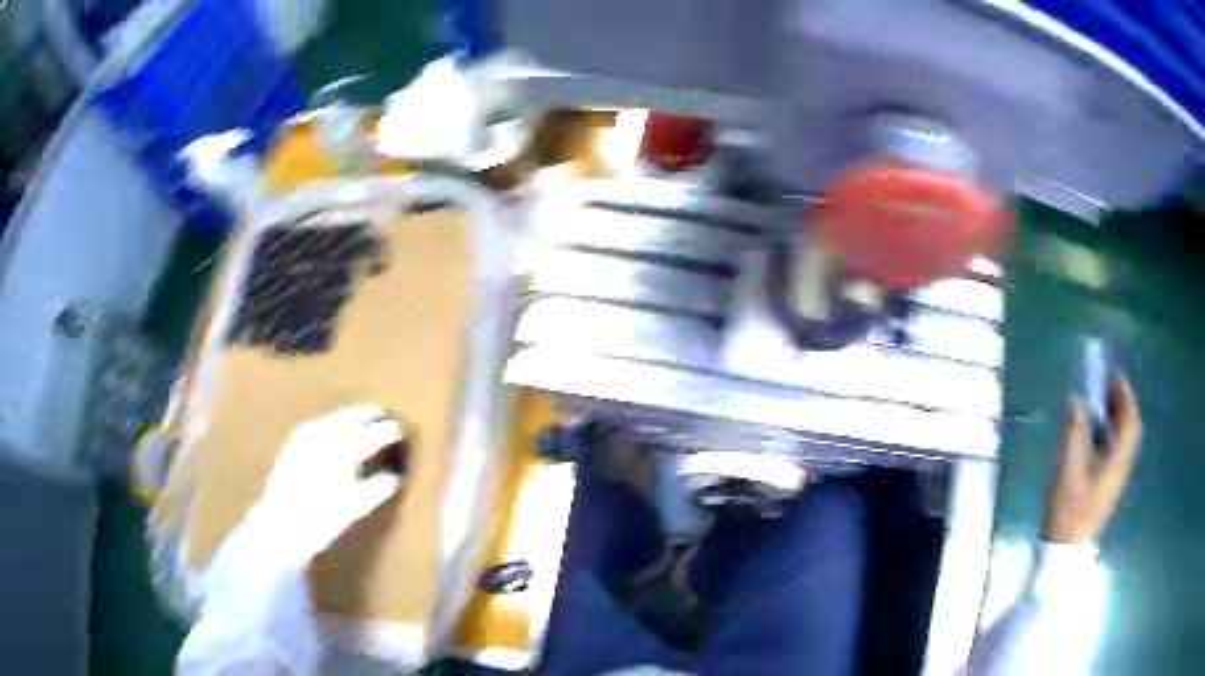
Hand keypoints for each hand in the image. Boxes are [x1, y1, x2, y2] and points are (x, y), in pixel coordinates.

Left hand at [252, 405, 405, 560]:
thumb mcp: (355, 508)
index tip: (402, 430)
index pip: (373, 433)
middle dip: (372, 416)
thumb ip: (378, 488)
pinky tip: (338, 431)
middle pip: (354, 417)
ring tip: (366, 421)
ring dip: (353, 417)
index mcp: (343, 449)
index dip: (389, 431)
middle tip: (387, 419)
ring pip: (337, 417)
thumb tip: (396, 476)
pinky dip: (336, 423)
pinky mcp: (295, 441)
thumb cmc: (321, 520)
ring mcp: (308, 435)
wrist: (280, 524)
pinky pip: (322, 423)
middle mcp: (325, 434)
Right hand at [1045, 375, 1142, 543]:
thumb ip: (1074, 433)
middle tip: (1110, 386)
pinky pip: (1117, 449)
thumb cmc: (1070, 511)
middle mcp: (1122, 465)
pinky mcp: (1109, 485)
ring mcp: (1117, 477)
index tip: (1115, 376)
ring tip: (1104, 403)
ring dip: (1119, 417)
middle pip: (1131, 428)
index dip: (1125, 395)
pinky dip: (1112, 433)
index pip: (1129, 421)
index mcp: (1117, 460)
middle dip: (1124, 404)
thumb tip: (1075, 399)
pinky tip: (1098, 432)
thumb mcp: (1068, 470)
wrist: (1067, 550)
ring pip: (1125, 439)